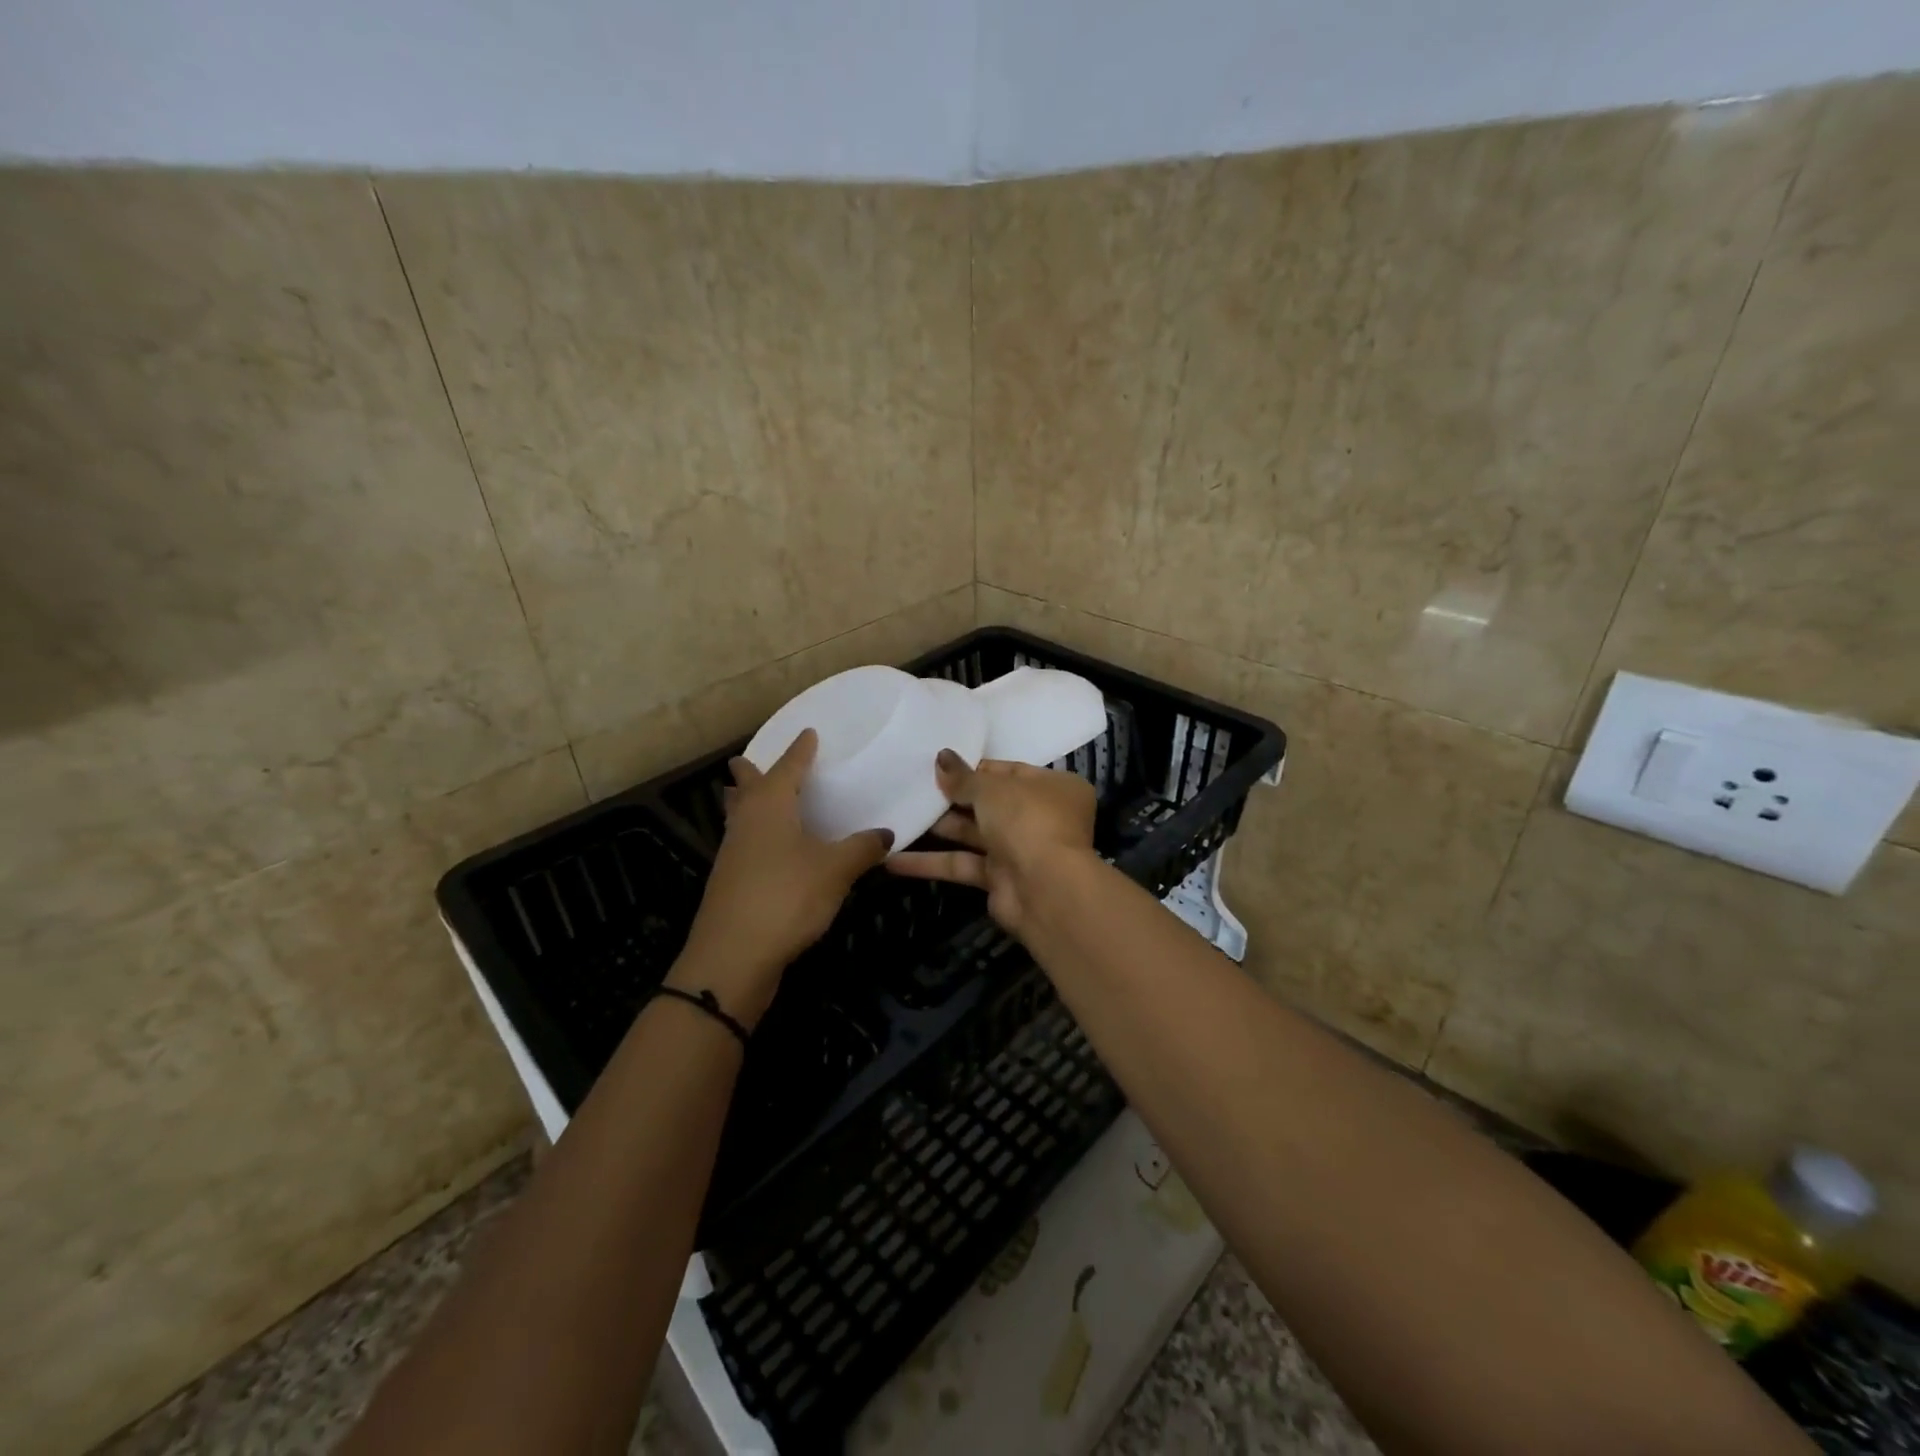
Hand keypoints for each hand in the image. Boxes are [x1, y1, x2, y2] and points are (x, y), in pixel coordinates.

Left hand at [673, 730, 893, 1026]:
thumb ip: (862, 848)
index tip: (808, 733)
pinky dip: (754, 833)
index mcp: (770, 805)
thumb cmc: (786, 897)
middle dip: (749, 771)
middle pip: (745, 787)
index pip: (788, 766)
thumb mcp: (835, 870)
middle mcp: (747, 821)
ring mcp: (733, 853)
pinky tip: (768, 849)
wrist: (733, 957)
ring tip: (750, 795)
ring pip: (738, 815)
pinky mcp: (731, 882)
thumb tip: (885, 833)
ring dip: (744, 802)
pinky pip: (743, 842)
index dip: (800, 750)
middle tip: (749, 758)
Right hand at [886, 749, 1096, 936]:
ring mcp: (1021, 850)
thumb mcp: (992, 789)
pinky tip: (892, 860)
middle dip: (953, 798)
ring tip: (898, 814)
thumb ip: (963, 777)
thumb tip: (941, 757)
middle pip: (991, 803)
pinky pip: (963, 864)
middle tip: (913, 788)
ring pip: (975, 834)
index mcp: (1054, 787)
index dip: (974, 768)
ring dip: (939, 828)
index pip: (1009, 771)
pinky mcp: (1000, 880)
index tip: (939, 765)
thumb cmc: (1027, 821)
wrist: (1045, 890)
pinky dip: (932, 863)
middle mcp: (1041, 817)